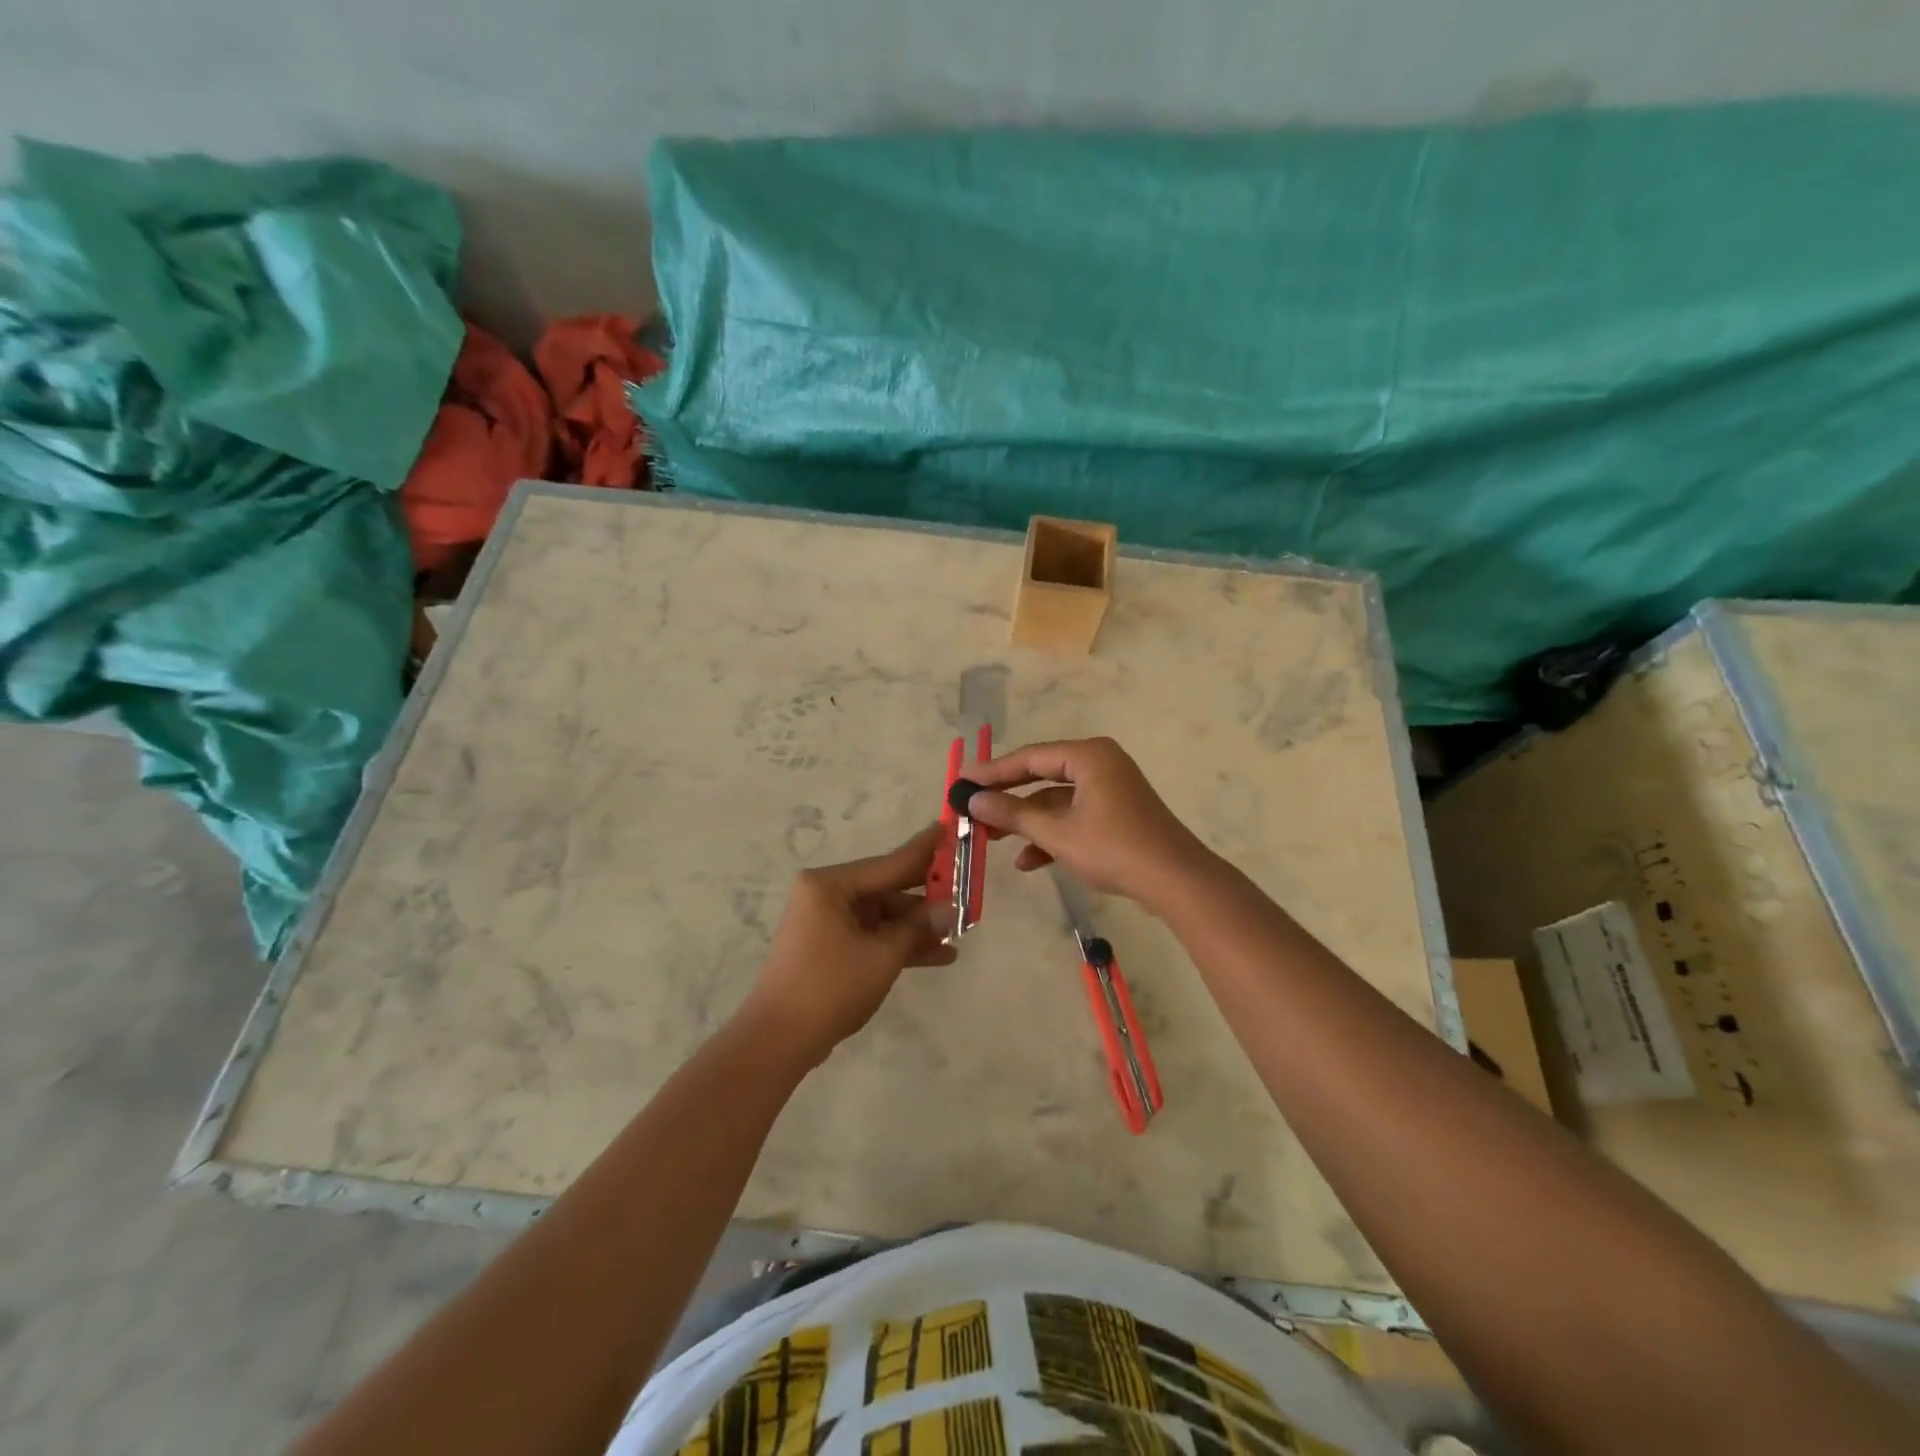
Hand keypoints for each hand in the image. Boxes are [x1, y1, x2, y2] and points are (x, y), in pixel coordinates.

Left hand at [742, 824, 955, 1066]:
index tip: (949, 829)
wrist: (779, 1041)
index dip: (924, 851)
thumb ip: (918, 927)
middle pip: (886, 889)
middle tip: (965, 887)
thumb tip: (952, 909)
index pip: (889, 863)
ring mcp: (826, 922)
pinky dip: (898, 944)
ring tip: (958, 933)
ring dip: (916, 927)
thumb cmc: (830, 987)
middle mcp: (826, 895)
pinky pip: (872, 936)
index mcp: (830, 885)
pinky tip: (938, 955)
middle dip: (925, 896)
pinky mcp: (829, 948)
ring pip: (882, 916)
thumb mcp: (882, 955)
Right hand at [962, 738, 1215, 909]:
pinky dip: (1052, 834)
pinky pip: (1074, 816)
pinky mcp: (1115, 813)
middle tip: (972, 806)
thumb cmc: (1113, 848)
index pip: (1029, 758)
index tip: (962, 780)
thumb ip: (1013, 814)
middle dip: (1007, 798)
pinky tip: (1028, 861)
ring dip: (1027, 821)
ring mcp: (1109, 789)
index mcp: (1088, 756)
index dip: (992, 770)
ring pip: (1056, 800)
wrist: (1175, 881)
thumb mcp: (1056, 833)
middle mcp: (1099, 764)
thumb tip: (974, 800)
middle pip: (1041, 776)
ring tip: (992, 839)